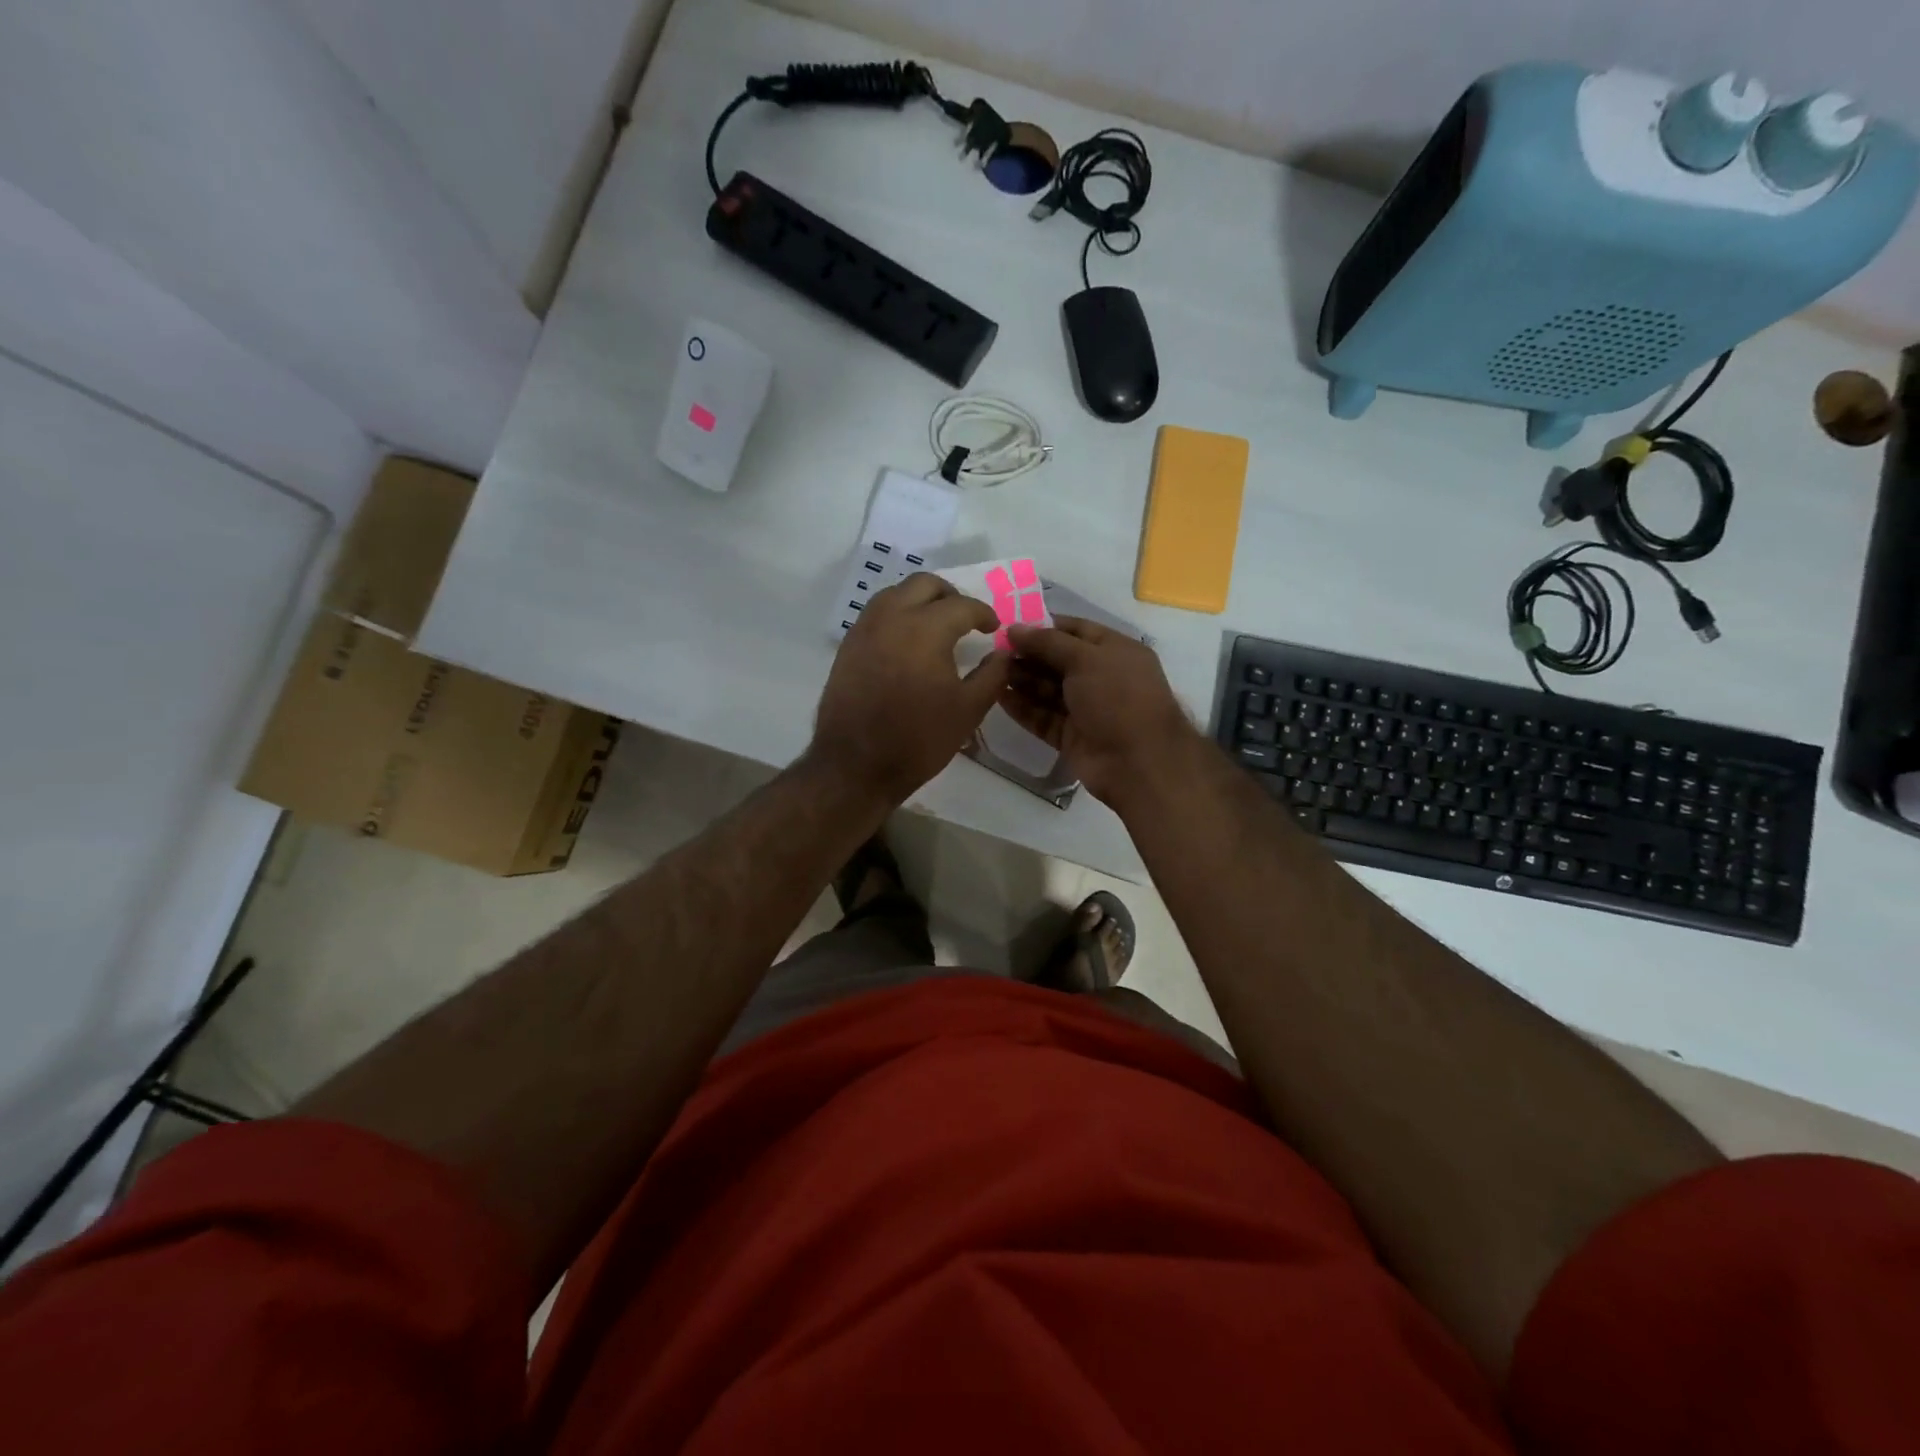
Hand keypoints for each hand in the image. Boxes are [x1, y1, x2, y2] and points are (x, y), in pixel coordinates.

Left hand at [811, 573, 1009, 802]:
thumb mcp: (968, 710)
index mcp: (925, 629)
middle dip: (950, 596)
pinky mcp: (848, 645)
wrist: (856, 765)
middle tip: (965, 619)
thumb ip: (992, 675)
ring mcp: (864, 629)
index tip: (993, 628)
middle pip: (925, 585)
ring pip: (895, 593)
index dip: (984, 613)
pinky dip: (897, 614)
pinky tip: (907, 642)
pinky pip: (876, 613)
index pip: (962, 605)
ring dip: (920, 601)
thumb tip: (1003, 652)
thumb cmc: (918, 739)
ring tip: (936, 626)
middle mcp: (892, 617)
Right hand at [1001, 616, 1195, 805]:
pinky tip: (998, 697)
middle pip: (1058, 661)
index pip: (1076, 630)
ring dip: (1022, 680)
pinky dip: (1023, 708)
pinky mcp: (1072, 736)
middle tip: (994, 651)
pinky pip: (1043, 717)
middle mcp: (1102, 677)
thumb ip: (1048, 642)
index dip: (1044, 627)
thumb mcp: (1085, 659)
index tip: (1011, 627)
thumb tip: (1014, 629)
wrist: (1138, 762)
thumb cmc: (1118, 698)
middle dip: (1028, 655)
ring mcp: (1087, 709)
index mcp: (1116, 651)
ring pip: (1048, 690)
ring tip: (991, 672)